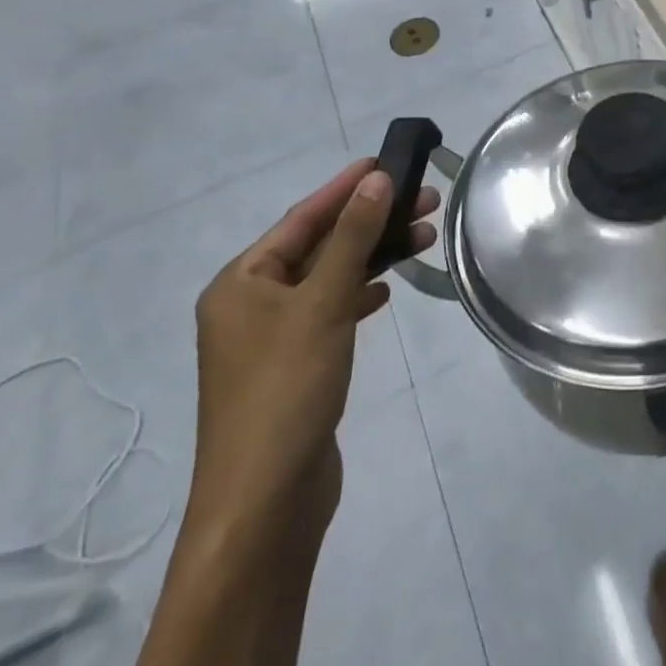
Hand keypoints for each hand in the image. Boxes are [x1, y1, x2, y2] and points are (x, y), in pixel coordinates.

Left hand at [189, 159, 438, 545]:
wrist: (265, 505)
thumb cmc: (286, 389)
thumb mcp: (323, 303)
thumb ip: (353, 238)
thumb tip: (376, 179)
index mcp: (240, 282)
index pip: (301, 218)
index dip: (345, 187)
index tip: (385, 160)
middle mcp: (249, 304)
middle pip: (319, 246)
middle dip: (371, 222)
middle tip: (425, 199)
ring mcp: (270, 339)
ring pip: (329, 279)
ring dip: (373, 257)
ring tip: (423, 237)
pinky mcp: (293, 368)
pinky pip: (330, 312)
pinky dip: (359, 295)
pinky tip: (387, 291)